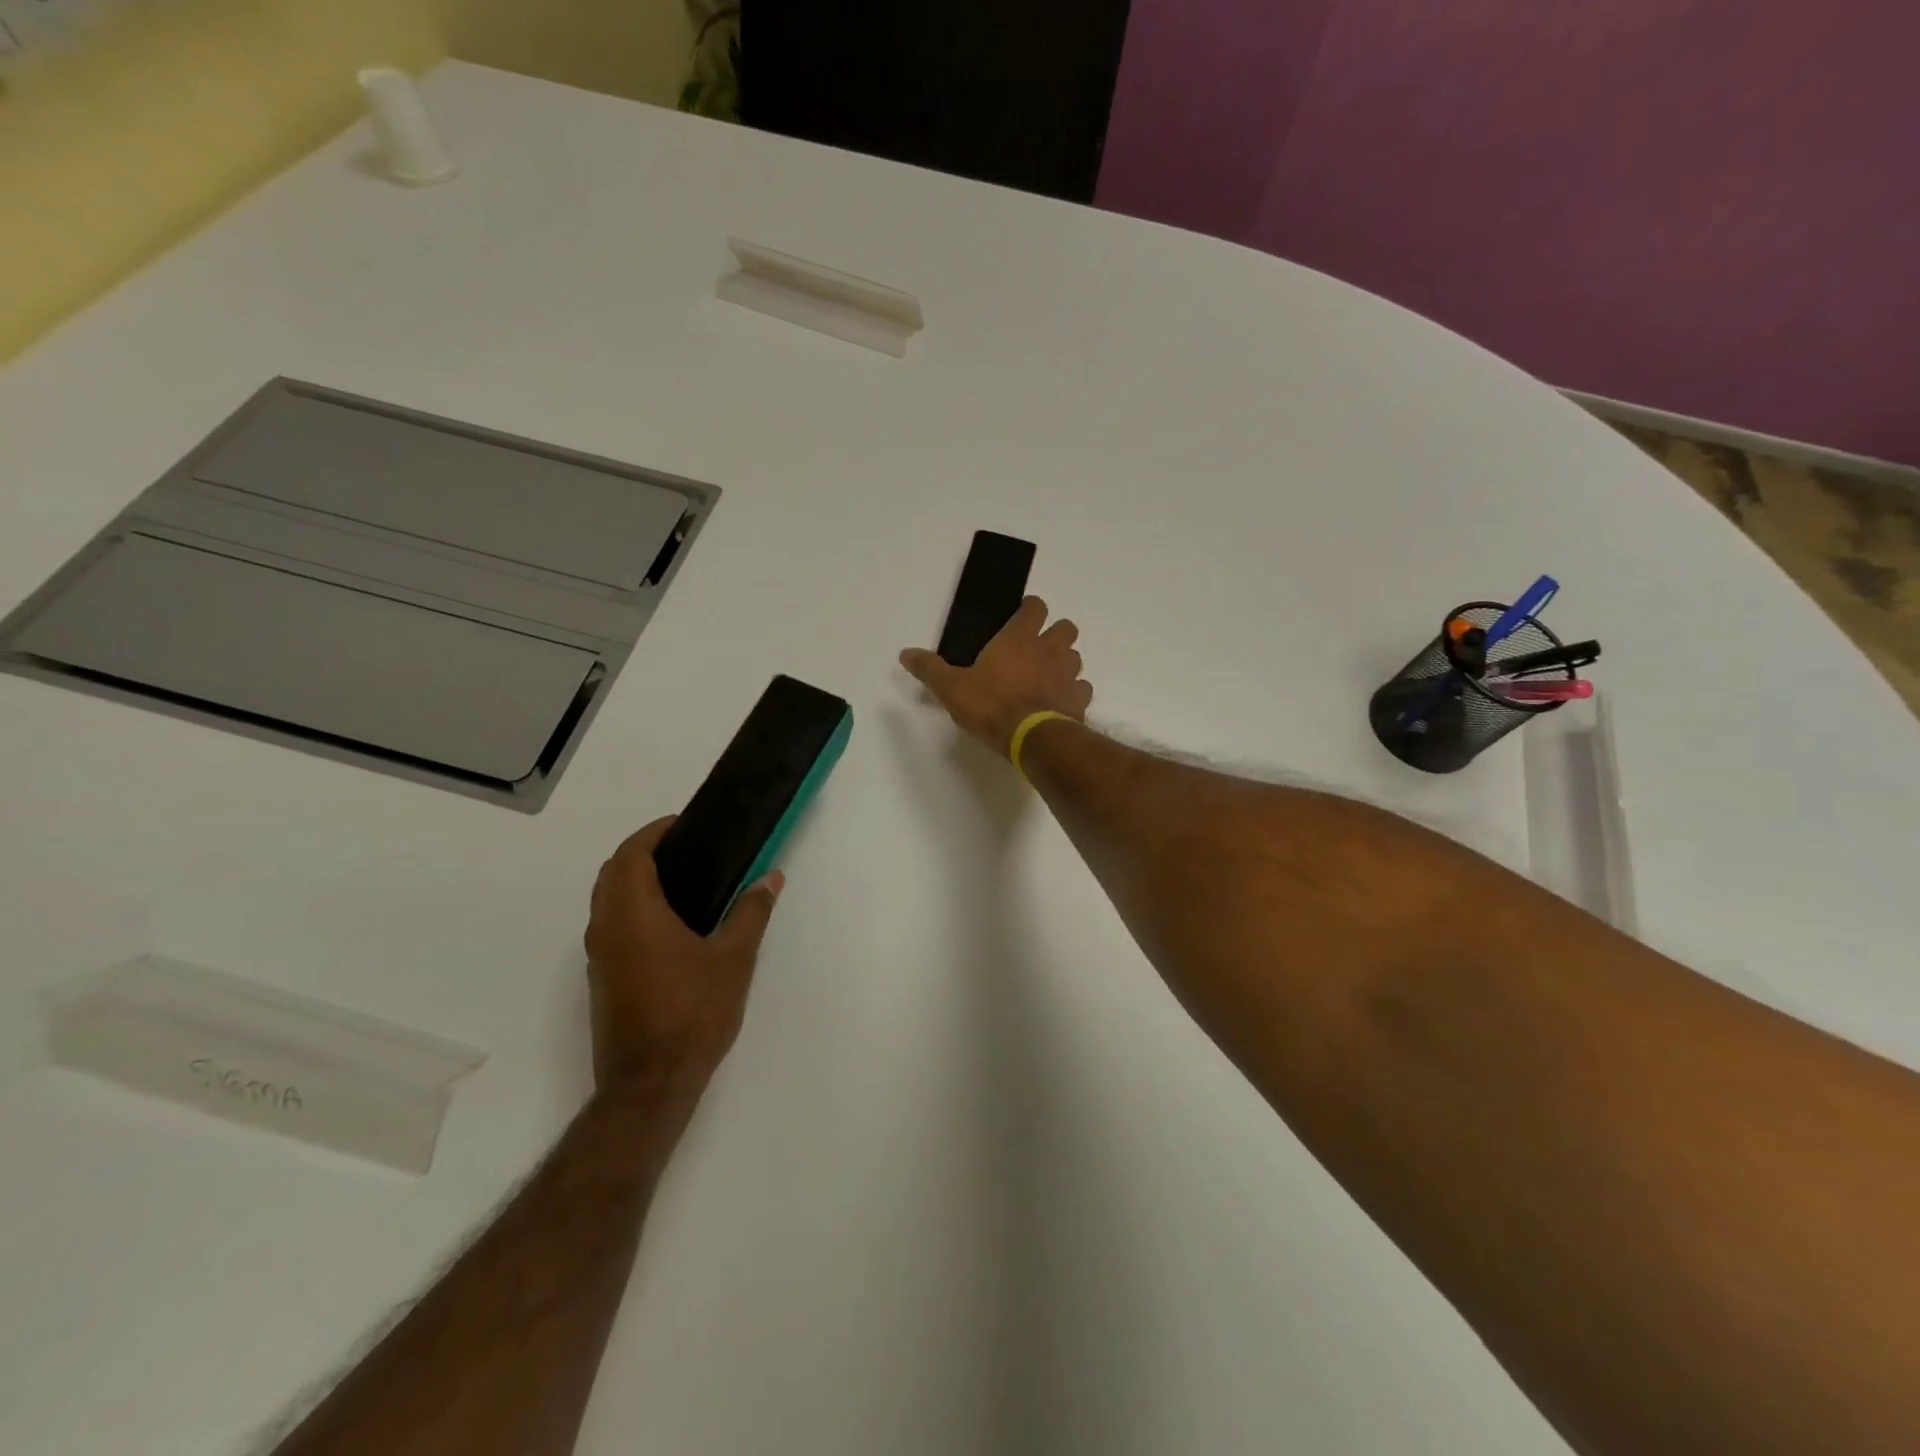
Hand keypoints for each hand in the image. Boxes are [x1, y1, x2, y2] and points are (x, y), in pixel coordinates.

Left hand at [584, 817, 783, 1104]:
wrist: (650, 1083)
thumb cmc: (693, 1012)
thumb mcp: (734, 958)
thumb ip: (752, 911)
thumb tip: (771, 877)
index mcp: (633, 914)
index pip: (630, 855)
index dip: (652, 833)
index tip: (682, 826)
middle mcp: (606, 928)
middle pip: (612, 873)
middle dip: (642, 853)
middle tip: (685, 850)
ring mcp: (599, 956)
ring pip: (607, 900)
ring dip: (634, 881)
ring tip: (683, 882)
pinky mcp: (602, 979)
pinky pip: (611, 925)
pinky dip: (632, 908)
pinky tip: (672, 925)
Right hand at [900, 595, 1093, 753]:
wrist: (1031, 739)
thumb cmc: (990, 705)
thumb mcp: (951, 688)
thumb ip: (930, 669)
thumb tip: (905, 653)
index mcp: (1019, 638)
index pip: (1035, 607)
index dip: (1030, 609)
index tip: (1020, 618)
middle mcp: (1050, 649)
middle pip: (1066, 627)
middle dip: (1055, 633)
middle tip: (1035, 649)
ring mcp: (1069, 674)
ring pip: (1076, 657)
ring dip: (1064, 663)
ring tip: (1046, 678)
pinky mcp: (1079, 700)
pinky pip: (1082, 689)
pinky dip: (1073, 693)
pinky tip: (1058, 704)